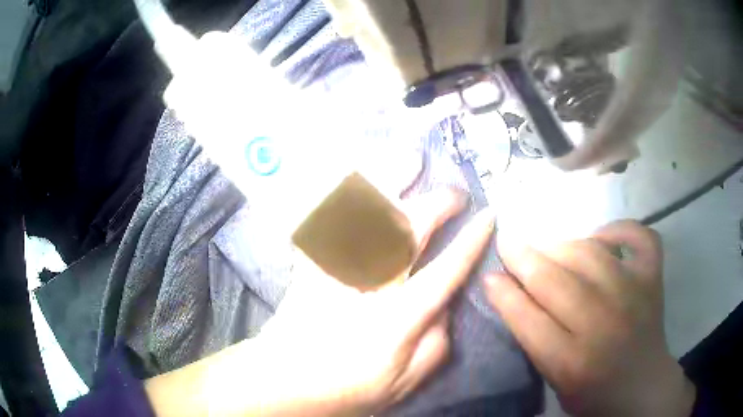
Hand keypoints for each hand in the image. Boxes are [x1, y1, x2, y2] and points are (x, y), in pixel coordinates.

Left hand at [144, 190, 494, 416]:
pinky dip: (340, 193)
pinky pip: (325, 219)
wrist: (285, 381)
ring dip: (391, 181)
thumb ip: (435, 347)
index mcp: (397, 320)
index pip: (445, 272)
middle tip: (456, 192)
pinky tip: (355, 175)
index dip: (470, 241)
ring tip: (410, 158)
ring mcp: (334, 270)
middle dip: (438, 204)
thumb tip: (447, 307)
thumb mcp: (403, 384)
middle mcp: (368, 287)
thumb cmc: (346, 389)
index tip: (488, 215)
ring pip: (364, 214)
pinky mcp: (310, 264)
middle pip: (408, 232)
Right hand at [485, 220, 695, 416]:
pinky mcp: (652, 278)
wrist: (641, 387)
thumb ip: (533, 338)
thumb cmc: (591, 390)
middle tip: (507, 243)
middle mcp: (604, 324)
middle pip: (556, 281)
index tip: (488, 275)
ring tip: (547, 247)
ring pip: (590, 253)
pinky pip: (639, 237)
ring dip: (561, 244)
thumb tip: (506, 291)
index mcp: (573, 362)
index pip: (529, 319)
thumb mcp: (553, 379)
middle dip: (523, 257)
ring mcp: (634, 294)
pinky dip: (620, 229)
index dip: (504, 293)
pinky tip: (602, 238)